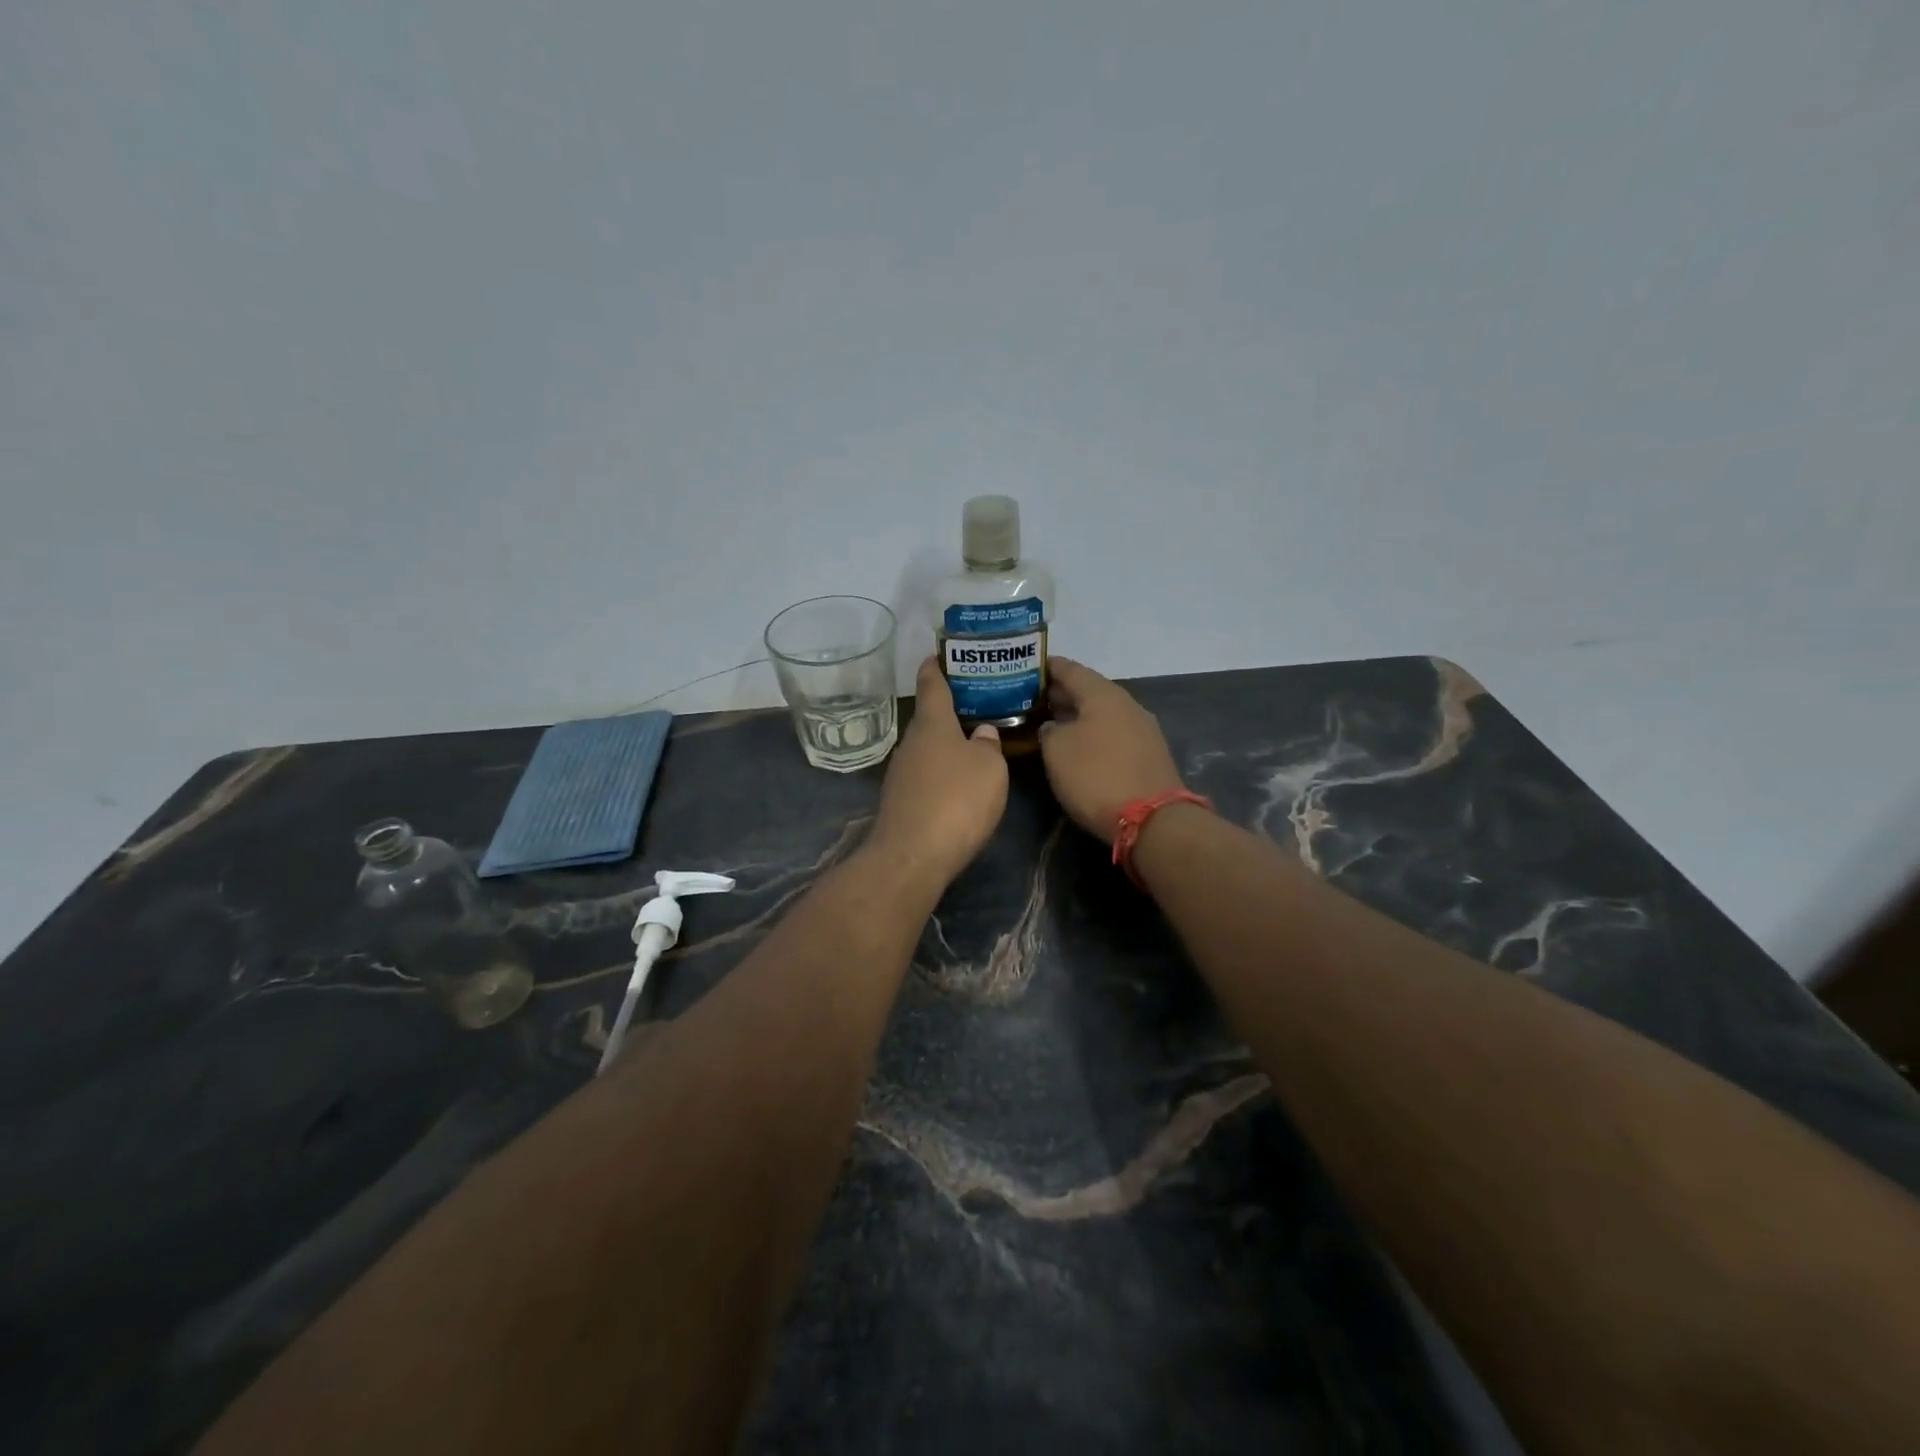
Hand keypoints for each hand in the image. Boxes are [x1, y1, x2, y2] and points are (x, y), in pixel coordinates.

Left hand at [867, 658, 1009, 886]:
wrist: (912, 856)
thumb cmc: (957, 800)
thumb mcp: (989, 769)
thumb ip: (988, 746)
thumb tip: (981, 733)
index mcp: (932, 724)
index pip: (931, 684)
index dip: (936, 667)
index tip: (939, 654)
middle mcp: (910, 743)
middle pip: (930, 719)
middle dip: (950, 711)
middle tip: (978, 705)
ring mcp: (901, 774)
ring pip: (927, 749)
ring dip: (947, 745)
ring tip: (974, 745)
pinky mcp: (900, 802)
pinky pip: (925, 776)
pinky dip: (941, 773)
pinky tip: (958, 784)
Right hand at [1039, 658, 1185, 843]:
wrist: (1153, 820)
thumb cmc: (1097, 776)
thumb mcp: (1057, 751)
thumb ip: (1049, 731)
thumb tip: (1054, 727)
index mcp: (1103, 694)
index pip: (1070, 669)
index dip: (1046, 667)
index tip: (1025, 667)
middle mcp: (1127, 704)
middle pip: (1088, 690)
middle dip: (1060, 693)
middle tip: (1030, 699)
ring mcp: (1142, 729)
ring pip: (1101, 713)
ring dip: (1076, 715)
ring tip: (1049, 722)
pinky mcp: (1148, 754)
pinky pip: (1112, 733)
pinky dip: (1092, 733)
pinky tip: (1077, 746)